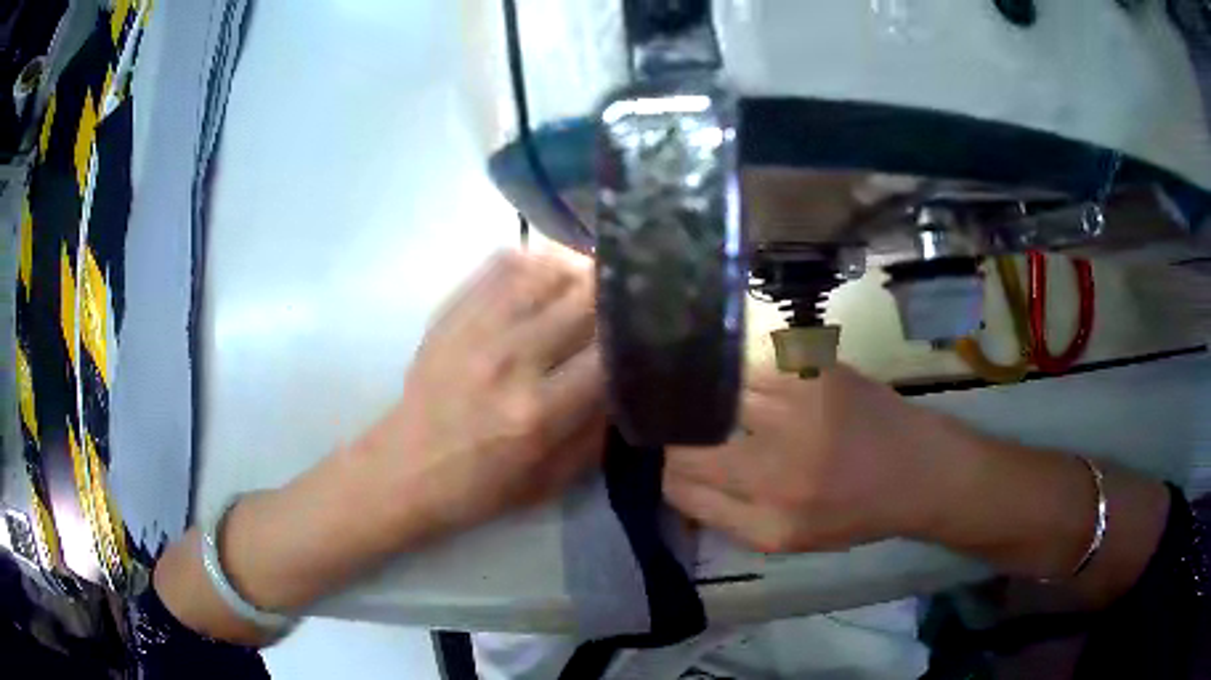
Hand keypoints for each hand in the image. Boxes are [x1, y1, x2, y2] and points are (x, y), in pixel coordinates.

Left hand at [157, 250, 606, 642]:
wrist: (404, 468)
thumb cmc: (479, 487)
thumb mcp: (550, 481)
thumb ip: (597, 433)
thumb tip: (630, 381)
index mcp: (538, 412)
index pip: (610, 353)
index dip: (640, 335)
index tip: (655, 331)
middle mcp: (511, 360)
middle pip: (583, 299)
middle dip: (616, 296)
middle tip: (630, 300)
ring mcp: (476, 329)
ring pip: (547, 269)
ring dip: (579, 271)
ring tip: (592, 283)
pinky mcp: (452, 314)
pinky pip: (503, 264)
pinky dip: (535, 261)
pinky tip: (547, 277)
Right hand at [663, 365, 956, 553]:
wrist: (917, 468)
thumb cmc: (853, 512)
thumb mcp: (789, 540)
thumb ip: (728, 517)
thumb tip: (677, 482)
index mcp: (768, 522)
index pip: (680, 488)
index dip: (670, 473)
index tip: (677, 463)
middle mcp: (776, 469)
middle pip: (687, 444)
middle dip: (680, 438)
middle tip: (693, 432)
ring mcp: (795, 414)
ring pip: (715, 399)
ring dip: (714, 404)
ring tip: (726, 405)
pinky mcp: (814, 372)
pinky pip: (752, 368)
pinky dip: (747, 378)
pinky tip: (762, 386)